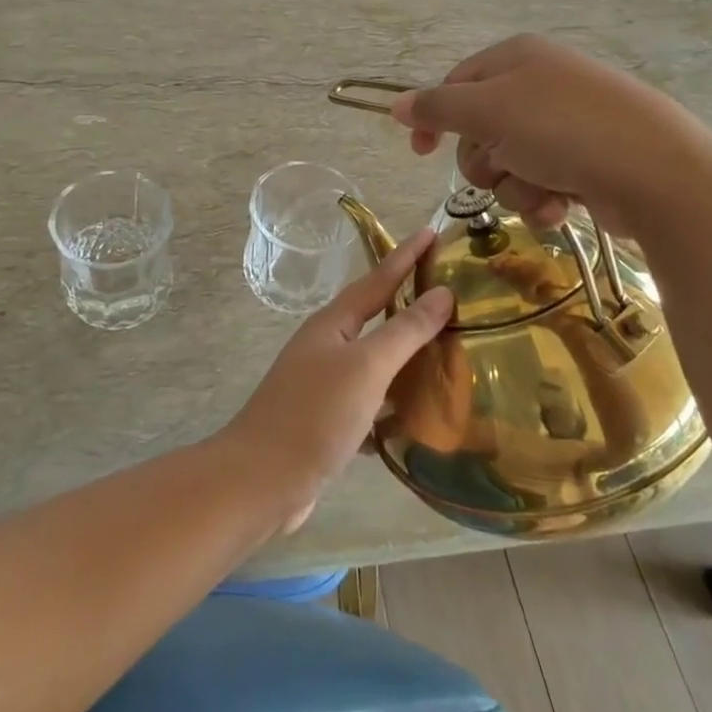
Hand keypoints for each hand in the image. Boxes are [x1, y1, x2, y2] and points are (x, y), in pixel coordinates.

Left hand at [221, 228, 454, 533]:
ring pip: (374, 359)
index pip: (378, 279)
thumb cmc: (315, 414)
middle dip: (408, 302)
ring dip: (406, 353)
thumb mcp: (367, 367)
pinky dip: (395, 399)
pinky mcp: (328, 419)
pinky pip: (371, 399)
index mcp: (333, 324)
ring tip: (446, 348)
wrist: (262, 480)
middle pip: (375, 315)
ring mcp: (324, 383)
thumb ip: (405, 330)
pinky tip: (420, 411)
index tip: (432, 232)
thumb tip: (442, 293)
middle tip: (449, 291)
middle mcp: (327, 346)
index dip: (406, 256)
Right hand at [391, 33, 679, 228]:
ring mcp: (565, 126)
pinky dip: (542, 200)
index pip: (455, 85)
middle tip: (506, 164)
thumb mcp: (488, 111)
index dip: (434, 119)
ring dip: (515, 186)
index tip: (419, 153)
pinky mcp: (585, 163)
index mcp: (515, 60)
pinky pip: (539, 185)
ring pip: (507, 166)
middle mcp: (539, 87)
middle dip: (486, 161)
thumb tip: (396, 105)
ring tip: (544, 189)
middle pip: (479, 133)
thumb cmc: (562, 129)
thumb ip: (436, 108)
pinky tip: (561, 205)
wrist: (655, 171)